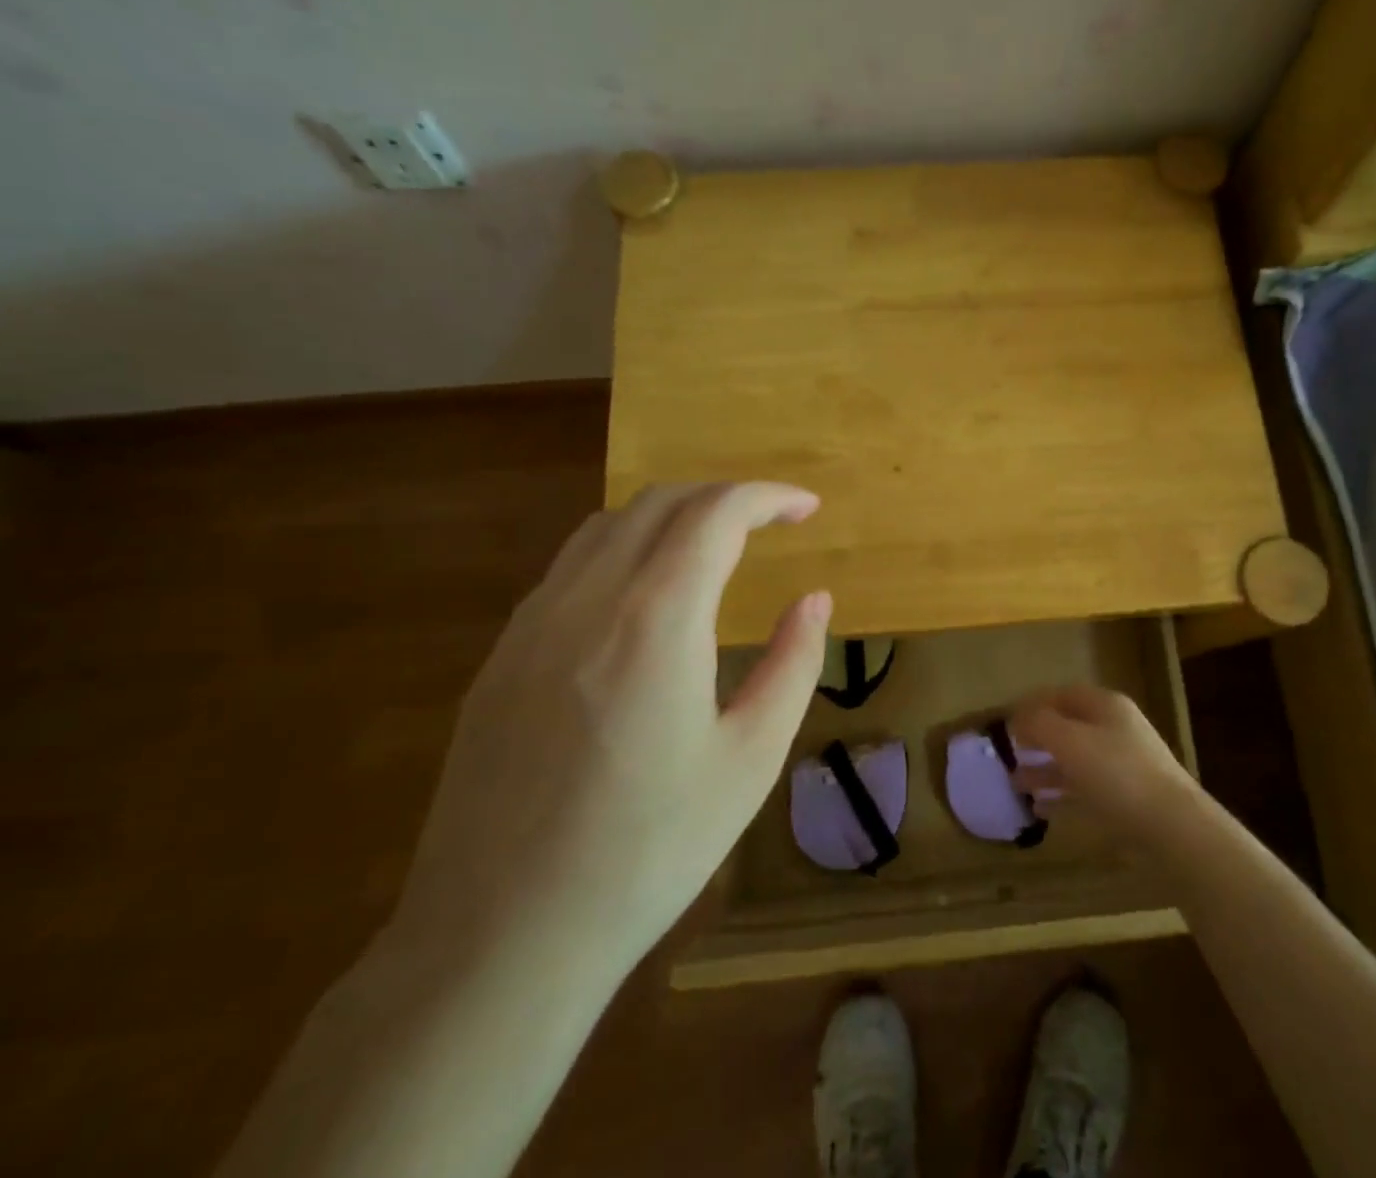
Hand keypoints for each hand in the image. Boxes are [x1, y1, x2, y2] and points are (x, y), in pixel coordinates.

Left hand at [388, 482, 831, 976]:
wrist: (500, 939)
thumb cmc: (649, 850)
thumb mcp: (750, 759)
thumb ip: (793, 663)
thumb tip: (815, 600)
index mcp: (657, 618)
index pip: (717, 513)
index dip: (769, 497)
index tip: (806, 508)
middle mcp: (588, 599)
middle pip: (660, 502)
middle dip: (724, 497)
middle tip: (770, 522)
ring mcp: (532, 624)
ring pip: (607, 526)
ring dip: (670, 515)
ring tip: (713, 546)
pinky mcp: (501, 657)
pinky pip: (569, 568)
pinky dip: (623, 550)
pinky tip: (644, 599)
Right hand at [1007, 686, 1198, 840]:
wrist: (1173, 827)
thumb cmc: (1117, 774)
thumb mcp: (1070, 741)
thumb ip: (1039, 724)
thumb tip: (1018, 718)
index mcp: (1104, 706)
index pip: (1062, 694)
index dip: (1032, 704)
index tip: (1005, 722)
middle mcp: (1114, 729)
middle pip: (1068, 727)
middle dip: (1037, 739)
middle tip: (1008, 754)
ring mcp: (1123, 764)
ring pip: (1075, 760)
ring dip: (1044, 769)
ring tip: (1015, 784)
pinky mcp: (1126, 798)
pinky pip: (1085, 788)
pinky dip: (1062, 794)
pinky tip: (1040, 809)